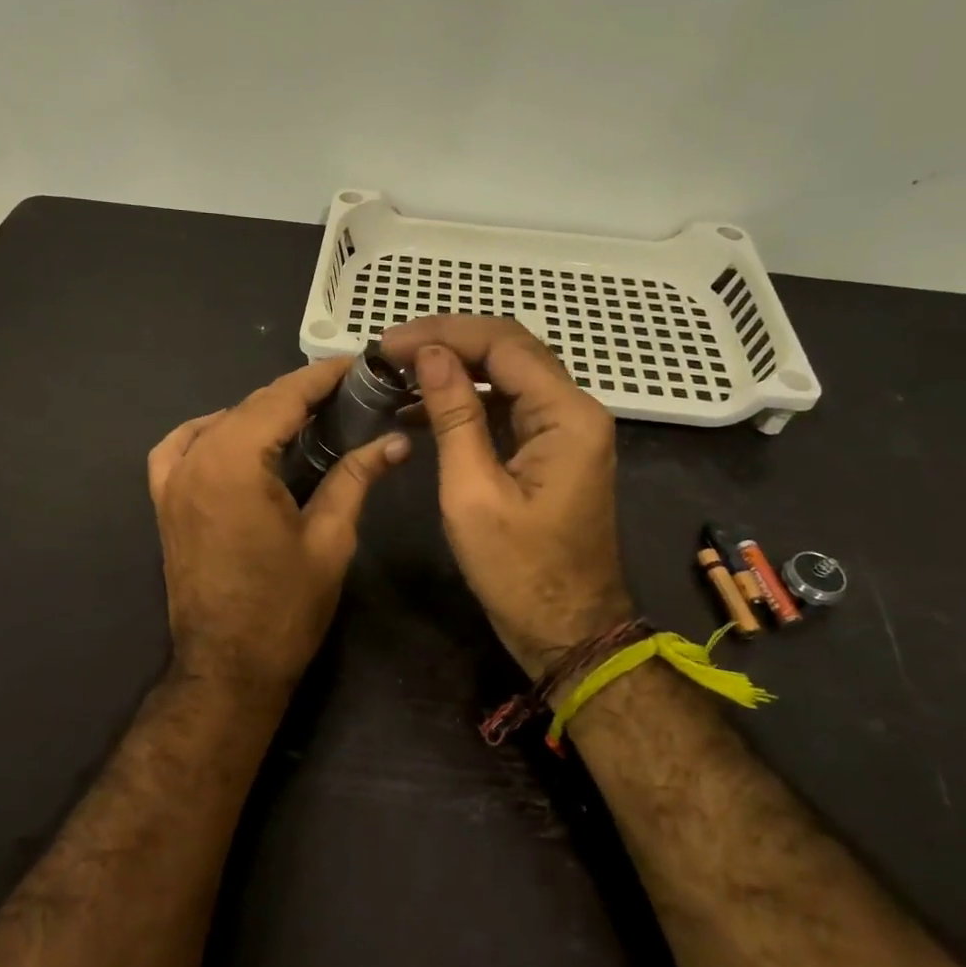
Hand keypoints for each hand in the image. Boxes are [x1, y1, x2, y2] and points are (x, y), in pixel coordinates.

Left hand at [148, 360, 409, 694]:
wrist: (227, 667)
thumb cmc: (284, 608)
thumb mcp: (329, 539)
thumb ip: (356, 478)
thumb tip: (395, 441)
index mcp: (235, 462)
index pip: (283, 397)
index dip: (322, 377)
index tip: (358, 364)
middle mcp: (196, 458)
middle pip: (252, 404)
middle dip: (298, 393)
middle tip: (346, 392)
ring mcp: (173, 479)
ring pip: (221, 421)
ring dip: (262, 412)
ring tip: (305, 417)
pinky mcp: (165, 500)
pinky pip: (182, 445)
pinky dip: (211, 430)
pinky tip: (238, 437)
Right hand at [379, 317, 633, 676]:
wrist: (569, 632)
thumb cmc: (519, 572)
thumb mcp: (473, 493)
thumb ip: (454, 417)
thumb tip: (431, 355)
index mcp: (567, 416)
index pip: (504, 344)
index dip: (444, 334)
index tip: (390, 344)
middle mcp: (575, 410)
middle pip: (510, 350)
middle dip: (449, 342)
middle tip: (391, 352)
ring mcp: (566, 430)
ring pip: (508, 375)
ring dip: (456, 369)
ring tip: (399, 374)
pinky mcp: (552, 450)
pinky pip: (508, 407)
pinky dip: (467, 400)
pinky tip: (422, 408)